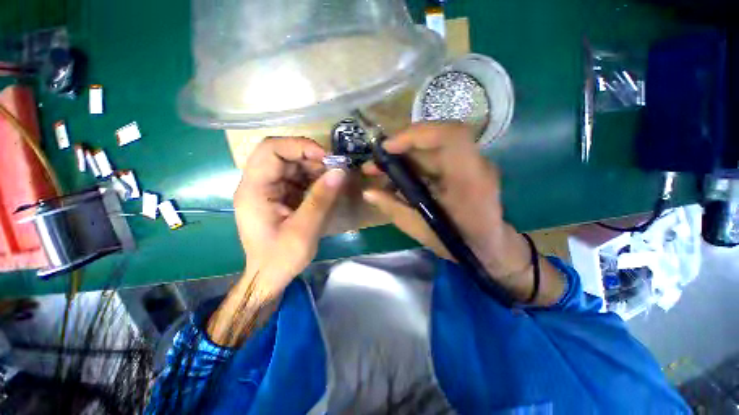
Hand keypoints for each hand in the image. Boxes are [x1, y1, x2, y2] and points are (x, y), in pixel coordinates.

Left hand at [235, 137, 345, 298]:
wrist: (269, 276)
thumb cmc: (281, 258)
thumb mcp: (304, 231)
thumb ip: (321, 199)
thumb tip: (339, 171)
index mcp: (254, 190)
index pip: (271, 150)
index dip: (299, 146)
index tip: (325, 157)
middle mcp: (258, 184)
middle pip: (282, 155)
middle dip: (310, 158)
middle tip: (334, 169)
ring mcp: (269, 189)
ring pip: (292, 165)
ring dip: (314, 168)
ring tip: (333, 180)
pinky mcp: (279, 196)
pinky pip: (297, 178)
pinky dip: (313, 179)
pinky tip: (326, 188)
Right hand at [363, 123, 563, 303]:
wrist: (489, 246)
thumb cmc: (458, 243)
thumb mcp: (421, 230)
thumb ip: (394, 208)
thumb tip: (368, 192)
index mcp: (469, 181)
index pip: (451, 136)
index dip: (417, 134)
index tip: (387, 148)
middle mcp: (475, 165)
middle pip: (435, 138)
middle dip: (399, 147)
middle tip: (374, 162)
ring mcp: (472, 163)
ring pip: (433, 147)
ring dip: (403, 155)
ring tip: (379, 169)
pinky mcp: (464, 167)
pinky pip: (435, 156)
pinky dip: (412, 162)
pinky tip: (397, 175)